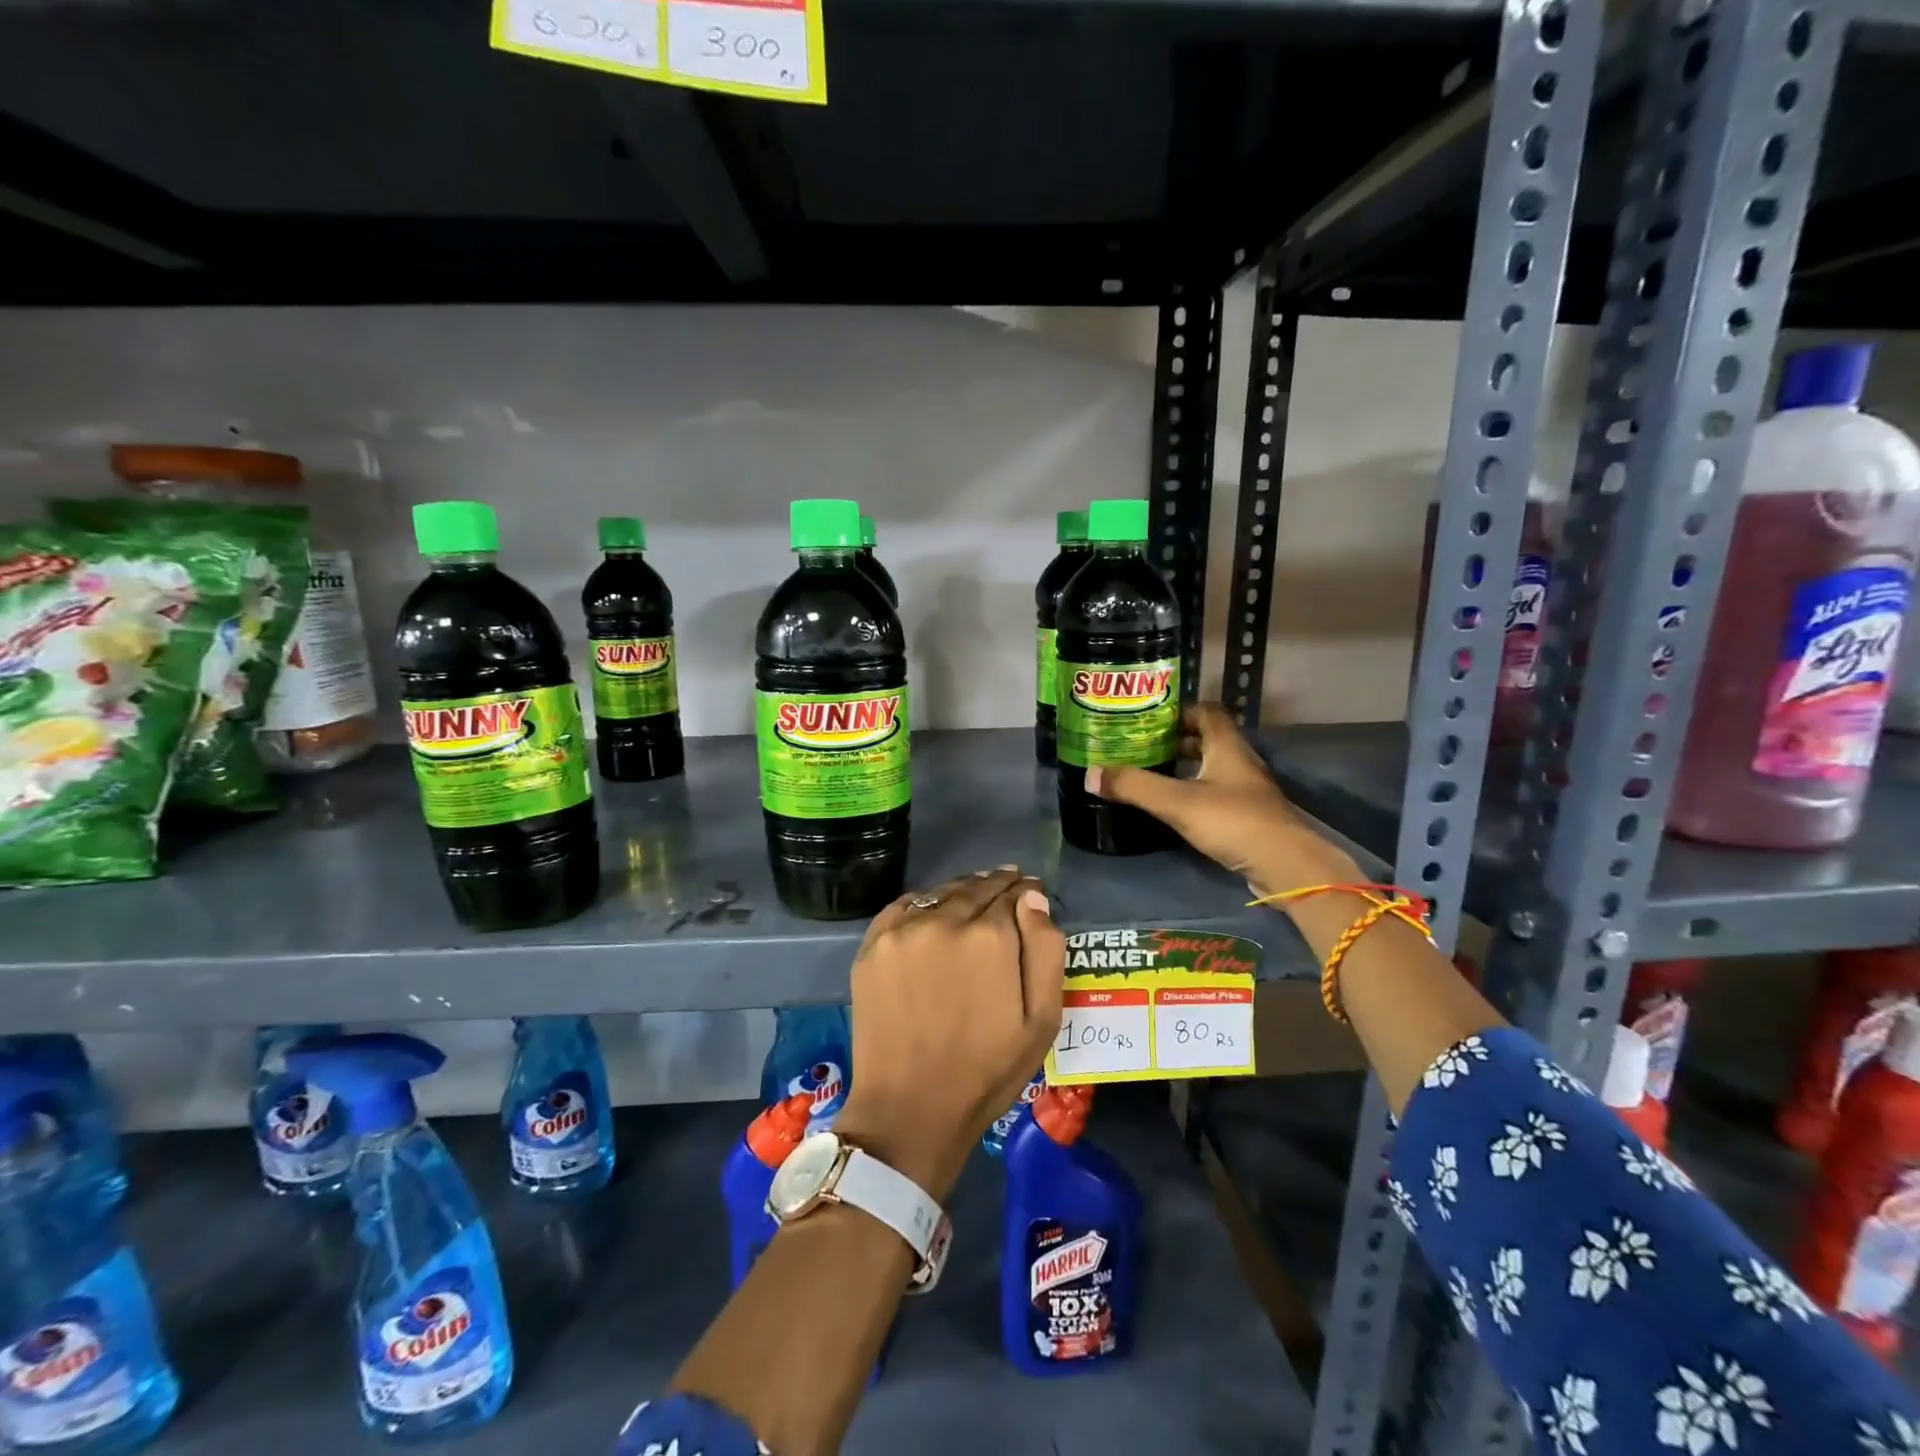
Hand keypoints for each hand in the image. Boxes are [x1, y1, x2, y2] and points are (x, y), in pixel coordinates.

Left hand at [833, 868, 1063, 1201]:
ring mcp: (903, 930)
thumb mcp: (1041, 1021)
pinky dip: (925, 904)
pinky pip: (905, 906)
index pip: (1014, 894)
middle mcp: (945, 920)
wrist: (910, 1108)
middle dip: (996, 885)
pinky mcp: (873, 944)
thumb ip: (1045, 950)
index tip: (1030, 892)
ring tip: (973, 897)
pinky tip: (934, 912)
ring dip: (962, 891)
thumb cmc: (986, 1070)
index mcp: (991, 936)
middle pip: (977, 888)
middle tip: (1007, 885)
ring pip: (942, 893)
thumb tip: (1033, 898)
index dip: (1025, 891)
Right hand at [1086, 703, 1357, 896]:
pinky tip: (1175, 807)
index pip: (1206, 712)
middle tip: (1141, 747)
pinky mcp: (1248, 816)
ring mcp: (1247, 790)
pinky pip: (1217, 793)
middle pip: (1207, 739)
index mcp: (1226, 746)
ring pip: (1212, 767)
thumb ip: (1134, 786)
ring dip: (1185, 767)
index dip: (1178, 711)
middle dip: (1175, 740)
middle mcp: (1239, 761)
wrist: (1285, 866)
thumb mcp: (1177, 802)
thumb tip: (1090, 774)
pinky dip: (1195, 792)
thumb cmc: (1233, 821)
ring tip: (1151, 775)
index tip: (1148, 720)